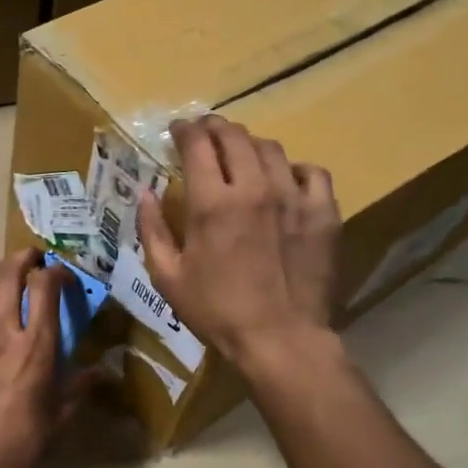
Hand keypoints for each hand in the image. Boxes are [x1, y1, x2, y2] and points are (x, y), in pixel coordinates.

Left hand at [0, 250, 89, 467]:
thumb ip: (82, 385)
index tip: (65, 276)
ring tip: (10, 293)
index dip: (56, 272)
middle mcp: (2, 331)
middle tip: (35, 260)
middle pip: (7, 273)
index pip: (44, 285)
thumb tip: (105, 372)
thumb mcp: (62, 413)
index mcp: (35, 344)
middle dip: (23, 258)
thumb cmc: (25, 438)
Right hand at [138, 116, 340, 368]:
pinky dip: (293, 169)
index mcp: (212, 203)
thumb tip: (144, 193)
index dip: (184, 129)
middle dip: (214, 128)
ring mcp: (294, 197)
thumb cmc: (217, 312)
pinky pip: (311, 172)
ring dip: (249, 145)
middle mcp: (254, 188)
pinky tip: (284, 180)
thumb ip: (152, 230)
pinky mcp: (323, 213)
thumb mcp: (168, 277)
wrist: (280, 339)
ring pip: (271, 148)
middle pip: (234, 136)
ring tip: (241, 155)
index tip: (177, 130)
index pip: (197, 144)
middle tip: (205, 133)